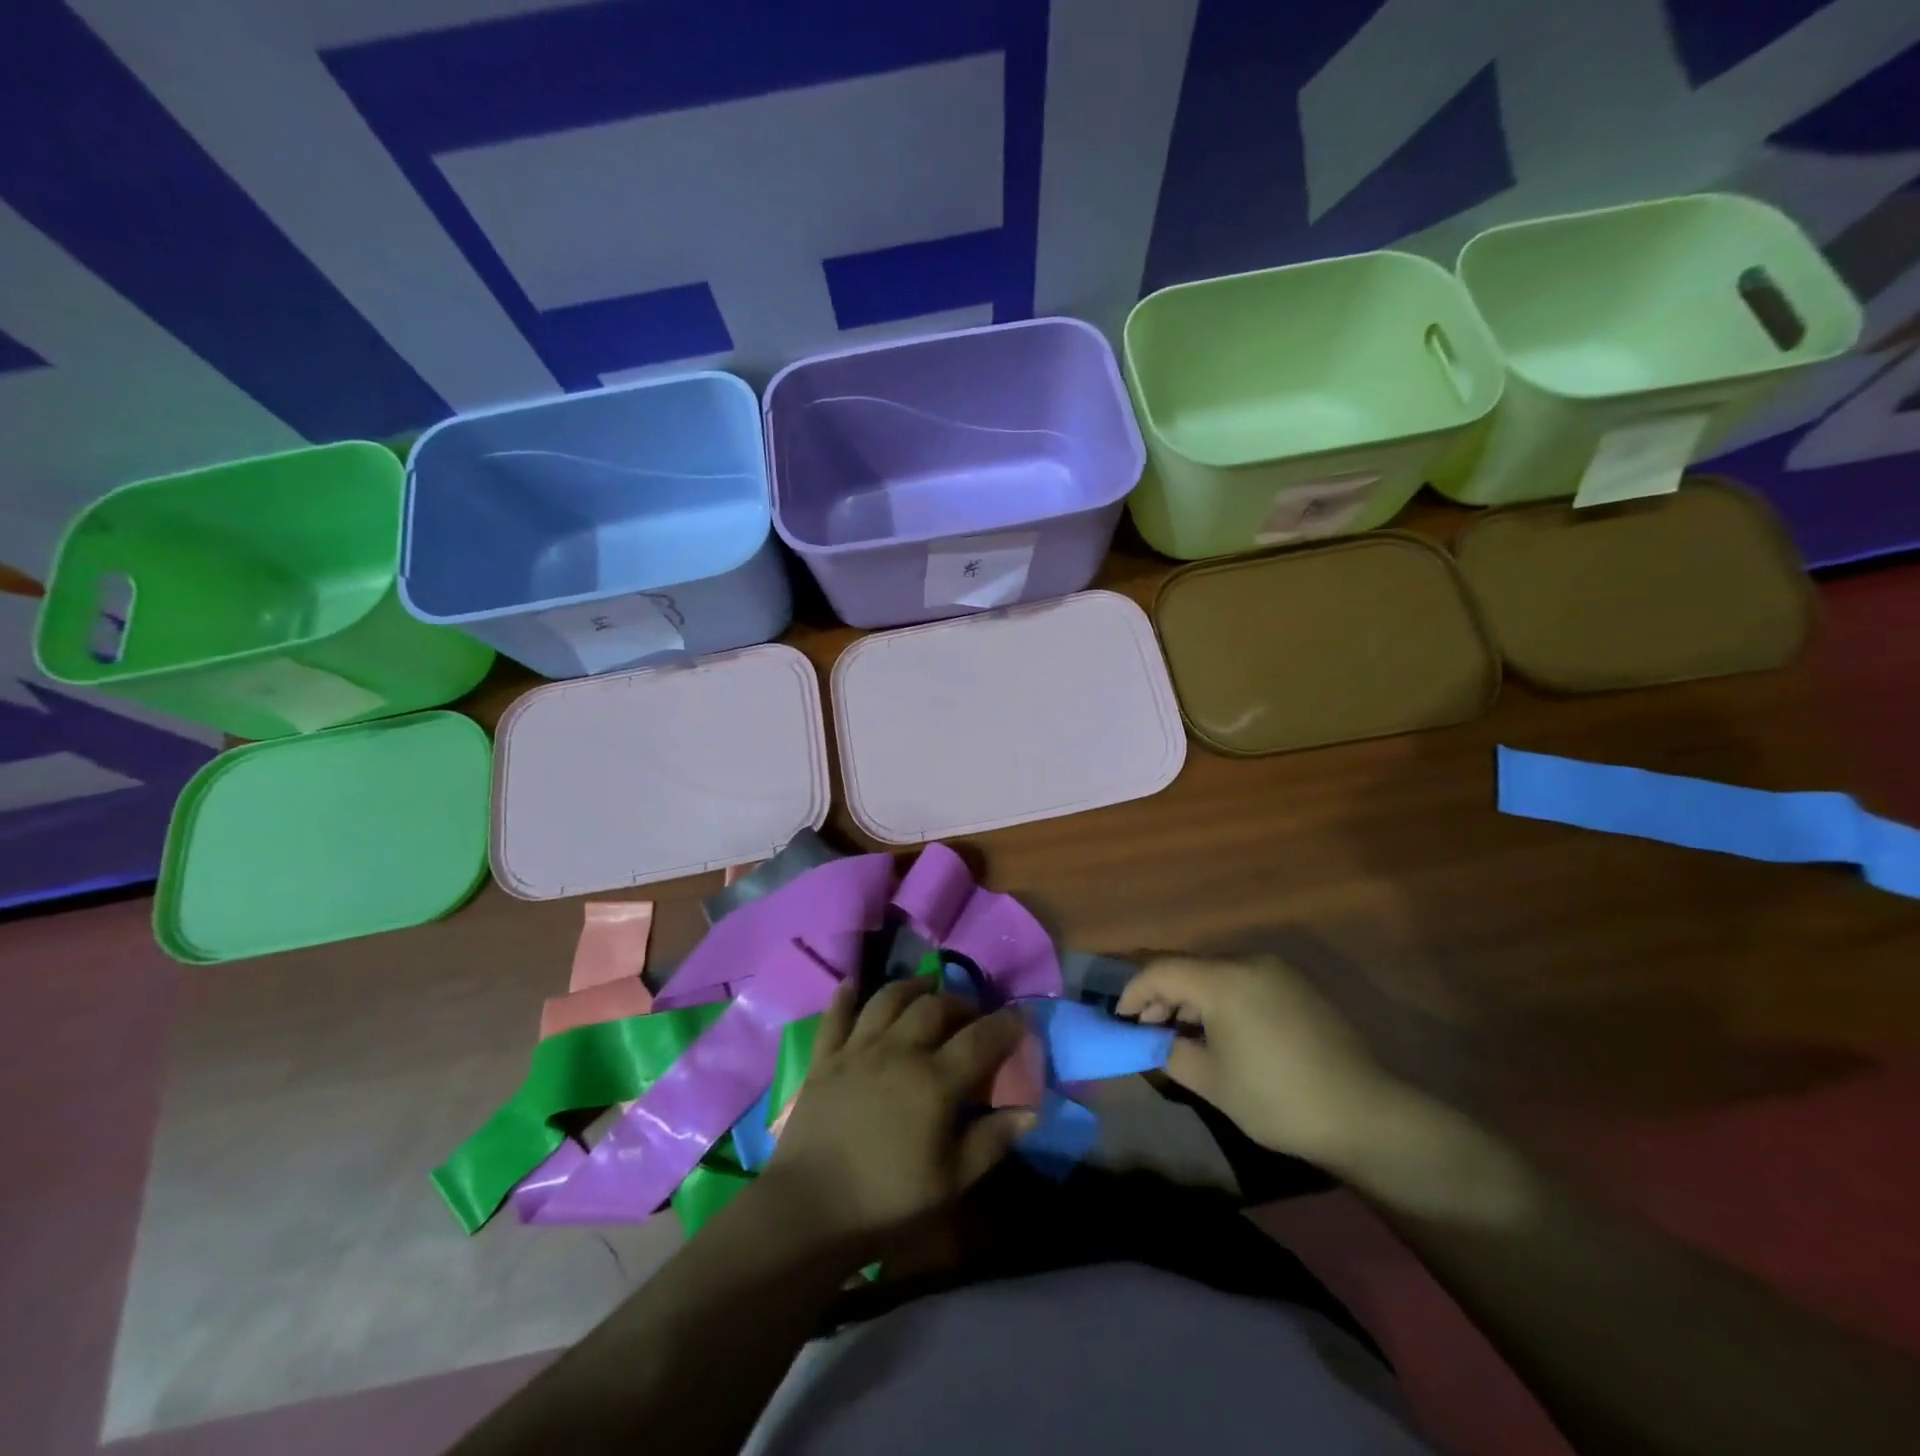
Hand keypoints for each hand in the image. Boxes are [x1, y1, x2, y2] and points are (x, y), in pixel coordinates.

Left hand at [763, 978, 1035, 1257]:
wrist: (809, 1210)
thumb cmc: (887, 1202)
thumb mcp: (951, 1182)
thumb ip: (992, 1141)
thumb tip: (1031, 1111)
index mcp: (935, 1080)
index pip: (980, 1039)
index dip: (1005, 1024)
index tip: (1021, 1017)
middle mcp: (899, 1051)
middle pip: (935, 1008)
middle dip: (960, 1002)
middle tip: (973, 1012)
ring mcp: (858, 1050)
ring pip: (888, 1000)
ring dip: (912, 987)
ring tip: (927, 987)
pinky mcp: (825, 1059)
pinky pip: (836, 1016)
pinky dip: (845, 996)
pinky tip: (852, 983)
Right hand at [1117, 955, 1415, 1167]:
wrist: (1366, 1116)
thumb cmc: (1278, 1099)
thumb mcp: (1211, 1082)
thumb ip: (1171, 1053)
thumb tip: (1155, 1041)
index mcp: (1223, 980)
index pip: (1160, 971)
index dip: (1133, 992)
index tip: (1119, 1020)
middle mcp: (1249, 962)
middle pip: (1189, 967)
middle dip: (1162, 995)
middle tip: (1148, 1029)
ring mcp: (1278, 972)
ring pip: (1217, 973)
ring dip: (1192, 998)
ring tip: (1183, 1034)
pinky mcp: (1299, 987)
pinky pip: (1244, 981)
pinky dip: (1222, 999)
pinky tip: (1222, 1032)